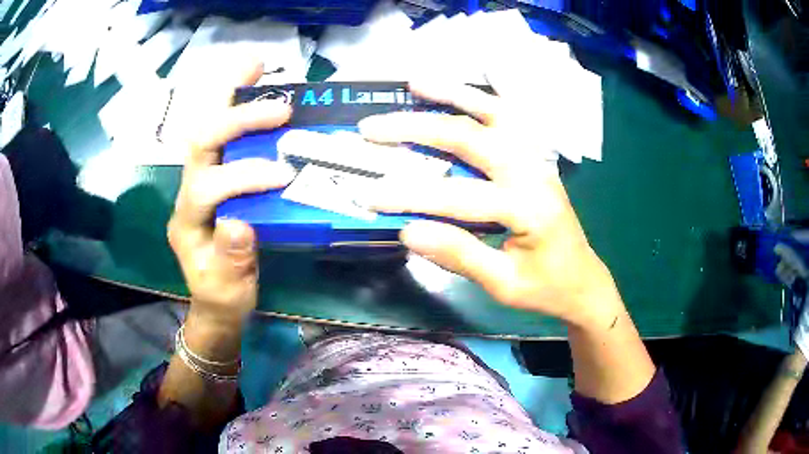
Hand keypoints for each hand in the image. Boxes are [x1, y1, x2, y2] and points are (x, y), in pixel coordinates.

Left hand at [167, 61, 294, 327]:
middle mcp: (188, 192)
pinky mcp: (214, 175)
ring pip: (207, 128)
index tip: (282, 176)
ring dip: (230, 96)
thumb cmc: (221, 296)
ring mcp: (199, 179)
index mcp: (187, 222)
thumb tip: (240, 222)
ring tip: (257, 67)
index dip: (241, 176)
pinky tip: (255, 87)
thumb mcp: (227, 289)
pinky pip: (222, 135)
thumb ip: (231, 260)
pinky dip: (236, 107)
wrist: (214, 298)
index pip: (207, 187)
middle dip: (236, 120)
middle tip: (279, 107)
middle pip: (201, 143)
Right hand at [359, 81, 621, 327]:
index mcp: (528, 209)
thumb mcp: (503, 284)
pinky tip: (462, 91)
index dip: (409, 196)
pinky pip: (511, 118)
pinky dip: (484, 99)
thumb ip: (459, 256)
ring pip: (495, 114)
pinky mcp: (537, 158)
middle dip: (417, 128)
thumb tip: (407, 231)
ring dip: (453, 94)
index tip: (367, 196)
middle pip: (471, 137)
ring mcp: (538, 159)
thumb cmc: (545, 288)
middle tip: (373, 126)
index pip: (459, 196)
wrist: (582, 280)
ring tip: (416, 82)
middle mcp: (534, 172)